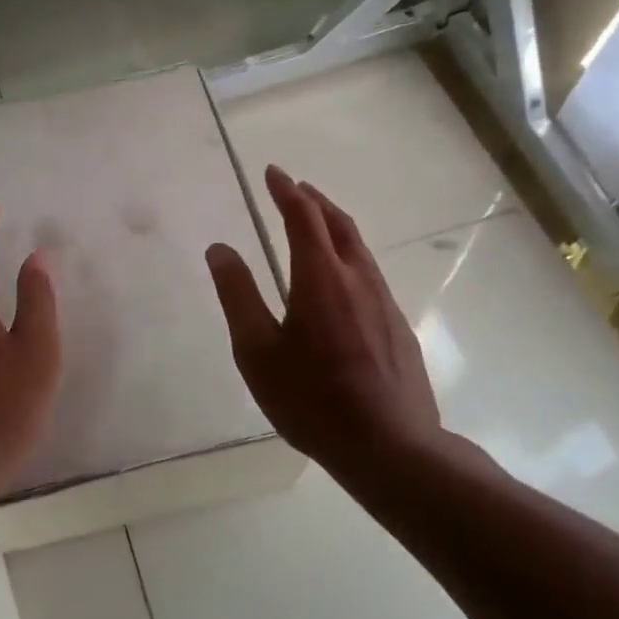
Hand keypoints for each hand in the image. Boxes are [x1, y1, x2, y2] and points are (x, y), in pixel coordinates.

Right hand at [206, 166, 454, 472]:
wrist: (391, 446)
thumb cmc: (312, 399)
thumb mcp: (258, 351)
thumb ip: (238, 295)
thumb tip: (220, 249)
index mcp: (320, 276)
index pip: (303, 216)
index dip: (286, 191)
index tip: (273, 172)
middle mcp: (357, 278)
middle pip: (338, 223)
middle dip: (315, 200)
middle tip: (296, 188)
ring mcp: (384, 302)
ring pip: (359, 248)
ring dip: (335, 225)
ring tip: (318, 222)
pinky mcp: (398, 326)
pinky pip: (370, 274)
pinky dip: (350, 256)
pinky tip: (342, 280)